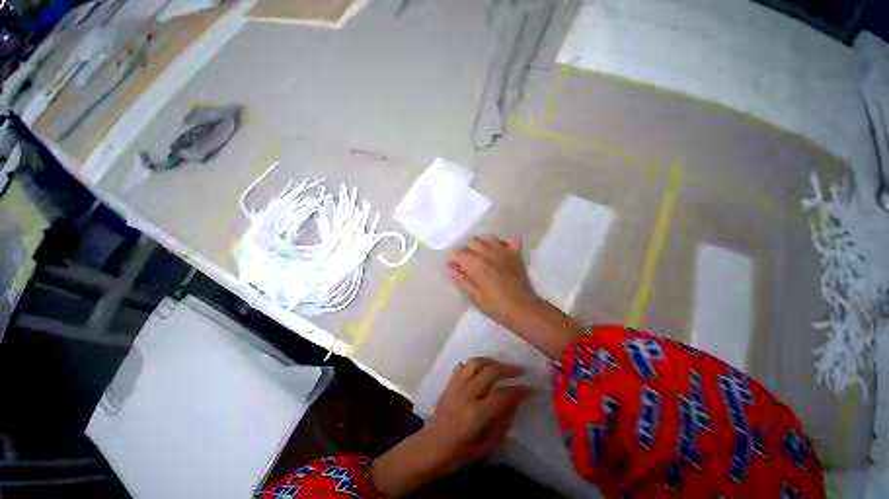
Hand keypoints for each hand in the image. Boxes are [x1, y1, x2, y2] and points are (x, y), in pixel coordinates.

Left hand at [370, 358, 530, 496]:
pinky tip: (481, 369)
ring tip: (501, 366)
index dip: (520, 390)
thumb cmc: (458, 454)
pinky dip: (474, 364)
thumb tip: (514, 403)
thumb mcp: (484, 447)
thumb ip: (501, 424)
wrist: (430, 447)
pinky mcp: (449, 383)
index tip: (532, 388)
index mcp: (476, 414)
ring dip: (491, 361)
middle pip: (490, 371)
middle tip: (520, 371)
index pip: (503, 395)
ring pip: (475, 362)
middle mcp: (466, 394)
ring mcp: (456, 385)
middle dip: (508, 369)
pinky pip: (463, 366)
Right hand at [448, 236, 580, 358]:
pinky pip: (508, 240)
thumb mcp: (473, 296)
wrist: (522, 309)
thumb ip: (460, 279)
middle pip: (472, 243)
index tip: (456, 269)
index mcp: (475, 263)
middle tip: (469, 265)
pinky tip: (499, 251)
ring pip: (487, 239)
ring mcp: (503, 251)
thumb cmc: (495, 305)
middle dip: (467, 252)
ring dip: (482, 246)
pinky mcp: (515, 253)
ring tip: (482, 258)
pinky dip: (502, 243)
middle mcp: (487, 252)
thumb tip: (450, 267)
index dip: (454, 260)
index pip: (458, 253)